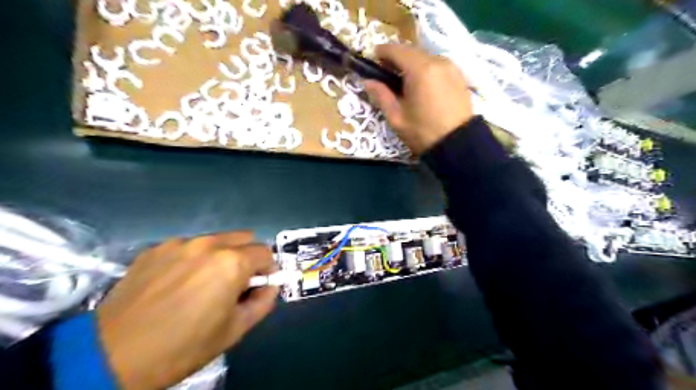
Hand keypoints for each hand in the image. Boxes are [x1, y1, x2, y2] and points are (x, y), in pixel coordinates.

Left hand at [94, 231, 278, 389]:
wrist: (110, 356)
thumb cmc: (182, 346)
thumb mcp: (235, 330)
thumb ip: (263, 302)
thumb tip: (269, 286)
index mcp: (232, 263)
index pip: (266, 253)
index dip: (267, 270)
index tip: (258, 286)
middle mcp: (209, 244)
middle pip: (244, 238)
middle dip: (248, 257)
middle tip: (235, 282)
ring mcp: (179, 243)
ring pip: (216, 240)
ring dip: (221, 256)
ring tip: (203, 282)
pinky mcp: (156, 249)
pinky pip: (188, 246)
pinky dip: (193, 259)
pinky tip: (177, 282)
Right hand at [365, 44, 472, 154]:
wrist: (458, 145)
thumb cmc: (423, 132)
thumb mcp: (397, 117)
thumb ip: (381, 95)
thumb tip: (368, 81)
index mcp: (420, 70)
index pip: (397, 50)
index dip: (382, 51)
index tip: (373, 58)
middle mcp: (437, 61)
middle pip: (412, 51)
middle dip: (397, 58)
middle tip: (386, 73)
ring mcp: (451, 67)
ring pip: (425, 57)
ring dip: (412, 63)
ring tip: (404, 81)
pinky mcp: (459, 76)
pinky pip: (437, 65)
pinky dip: (426, 69)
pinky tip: (421, 85)